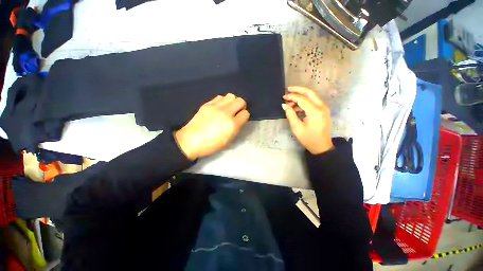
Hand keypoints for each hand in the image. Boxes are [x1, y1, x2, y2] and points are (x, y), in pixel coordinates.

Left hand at [174, 93, 249, 159]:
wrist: (191, 140)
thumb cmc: (211, 145)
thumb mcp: (228, 141)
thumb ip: (236, 128)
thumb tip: (238, 120)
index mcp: (232, 125)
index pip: (245, 113)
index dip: (244, 116)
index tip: (241, 119)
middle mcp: (226, 113)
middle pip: (240, 101)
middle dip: (241, 106)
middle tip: (237, 112)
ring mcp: (216, 107)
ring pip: (231, 96)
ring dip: (232, 101)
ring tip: (228, 108)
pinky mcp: (208, 104)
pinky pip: (220, 97)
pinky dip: (222, 101)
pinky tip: (219, 107)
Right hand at [282, 86, 333, 154]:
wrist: (322, 146)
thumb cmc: (308, 138)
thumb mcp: (297, 127)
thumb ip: (290, 114)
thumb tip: (284, 105)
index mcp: (315, 111)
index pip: (302, 99)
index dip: (292, 97)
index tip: (283, 97)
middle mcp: (322, 107)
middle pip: (310, 92)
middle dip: (298, 89)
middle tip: (288, 89)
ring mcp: (324, 108)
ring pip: (312, 96)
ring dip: (301, 96)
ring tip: (290, 100)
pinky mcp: (323, 110)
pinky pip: (314, 102)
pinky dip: (305, 101)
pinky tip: (297, 106)